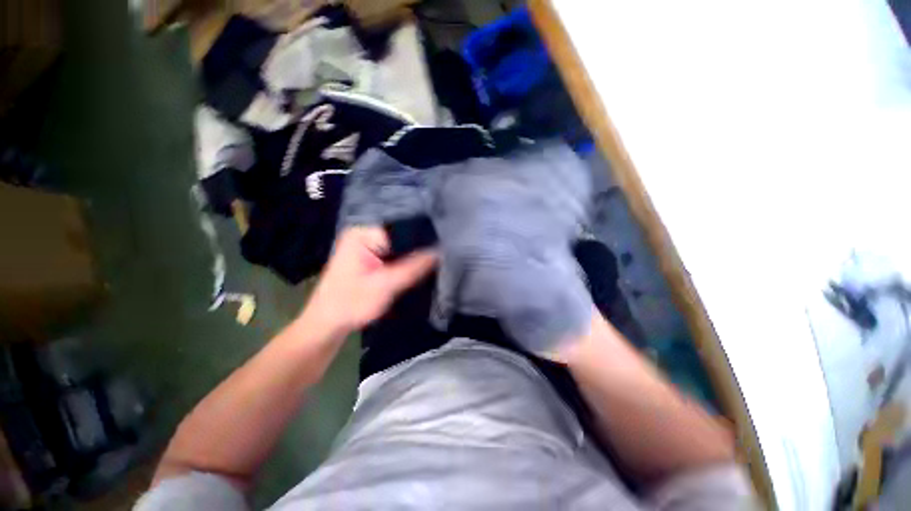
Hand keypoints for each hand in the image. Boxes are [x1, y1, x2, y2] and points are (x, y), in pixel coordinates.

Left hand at [300, 226, 437, 339]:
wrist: (327, 324)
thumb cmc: (351, 304)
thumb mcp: (386, 285)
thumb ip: (414, 267)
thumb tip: (440, 251)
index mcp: (362, 233)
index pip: (402, 228)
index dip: (422, 238)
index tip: (443, 247)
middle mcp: (364, 233)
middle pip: (401, 237)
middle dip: (419, 248)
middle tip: (441, 255)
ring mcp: (366, 245)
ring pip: (399, 247)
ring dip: (413, 256)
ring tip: (435, 260)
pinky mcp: (369, 256)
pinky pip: (393, 254)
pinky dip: (405, 262)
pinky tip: (419, 267)